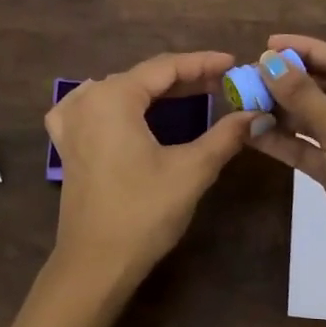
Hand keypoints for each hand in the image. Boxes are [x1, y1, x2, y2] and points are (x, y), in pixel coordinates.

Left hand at [7, 51, 256, 326]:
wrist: (96, 263)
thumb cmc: (144, 213)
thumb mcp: (191, 170)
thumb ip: (225, 136)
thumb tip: (258, 115)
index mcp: (114, 97)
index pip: (165, 67)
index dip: (203, 63)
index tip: (234, 63)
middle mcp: (87, 100)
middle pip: (142, 78)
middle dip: (184, 79)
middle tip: (223, 84)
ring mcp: (71, 123)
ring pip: (119, 92)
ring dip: (155, 92)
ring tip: (191, 95)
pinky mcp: (67, 146)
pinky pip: (93, 109)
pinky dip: (118, 105)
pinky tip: (128, 111)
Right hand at [244, 35, 325, 291]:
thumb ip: (303, 95)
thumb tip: (269, 61)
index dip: (307, 50)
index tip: (268, 45)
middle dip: (290, 81)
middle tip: (250, 75)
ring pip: (313, 118)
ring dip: (282, 111)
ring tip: (245, 101)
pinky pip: (307, 147)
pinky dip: (283, 140)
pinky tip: (253, 132)